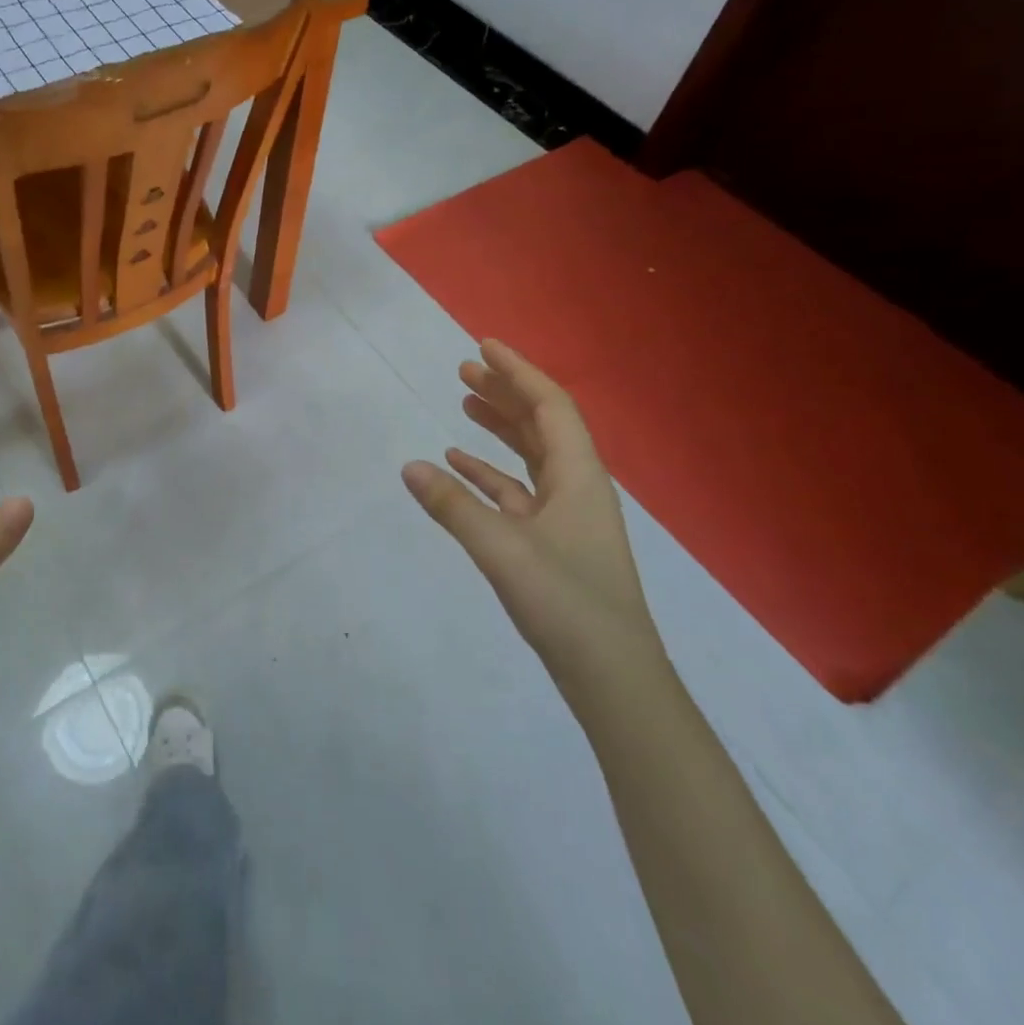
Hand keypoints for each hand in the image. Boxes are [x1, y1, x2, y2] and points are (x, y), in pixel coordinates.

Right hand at [401, 339, 667, 702]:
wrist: (613, 678)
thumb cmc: (567, 603)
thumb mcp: (502, 549)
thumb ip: (453, 506)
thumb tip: (409, 466)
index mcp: (579, 476)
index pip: (549, 405)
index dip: (517, 372)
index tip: (483, 345)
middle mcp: (577, 486)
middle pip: (541, 424)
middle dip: (504, 392)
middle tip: (464, 368)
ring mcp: (566, 516)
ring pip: (530, 455)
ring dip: (498, 427)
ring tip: (462, 403)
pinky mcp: (552, 543)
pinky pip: (517, 491)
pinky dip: (489, 472)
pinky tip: (458, 466)